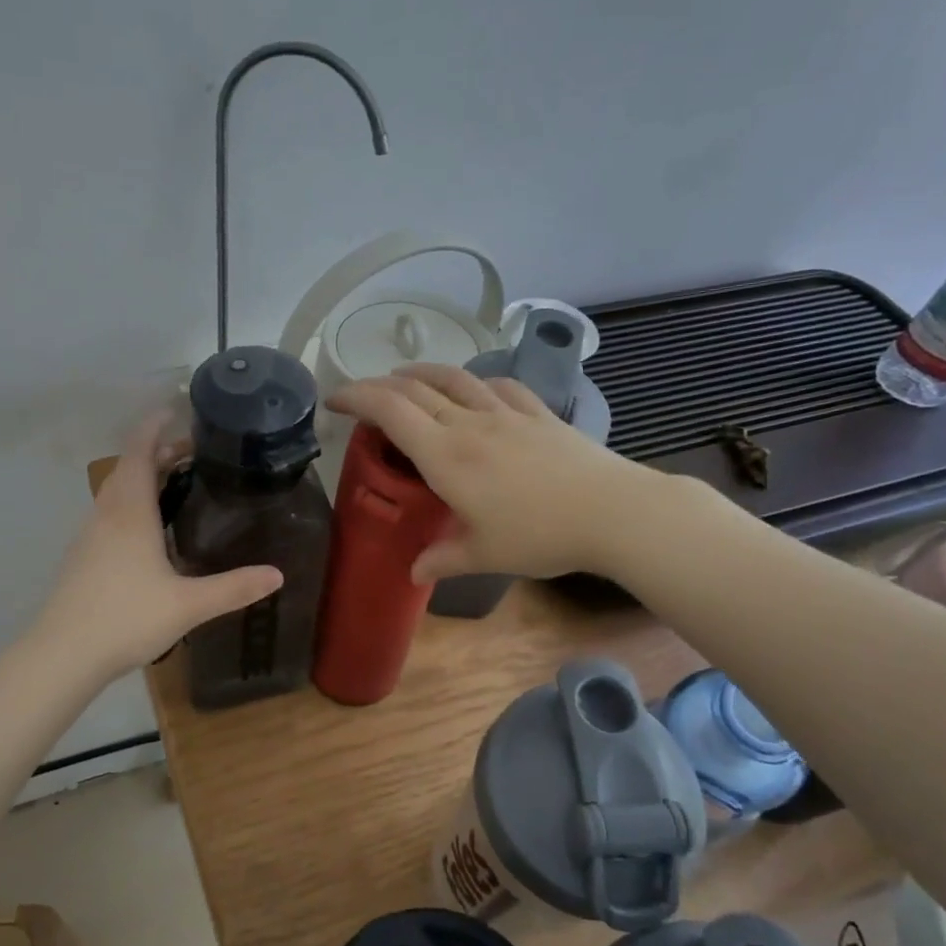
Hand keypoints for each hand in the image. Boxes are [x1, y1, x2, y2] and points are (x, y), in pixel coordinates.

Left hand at [36, 415, 282, 680]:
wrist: (62, 655)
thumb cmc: (125, 618)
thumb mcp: (188, 604)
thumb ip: (234, 588)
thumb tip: (278, 575)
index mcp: (130, 512)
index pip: (139, 451)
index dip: (155, 427)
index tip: (177, 410)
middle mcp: (107, 514)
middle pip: (129, 467)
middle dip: (158, 452)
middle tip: (195, 452)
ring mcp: (90, 535)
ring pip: (117, 490)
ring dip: (143, 476)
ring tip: (177, 482)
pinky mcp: (83, 556)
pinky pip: (110, 512)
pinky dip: (132, 502)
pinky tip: (151, 529)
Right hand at [327, 364, 640, 582]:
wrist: (612, 512)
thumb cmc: (540, 535)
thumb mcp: (484, 554)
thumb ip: (443, 558)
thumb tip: (414, 573)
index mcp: (445, 455)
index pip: (389, 410)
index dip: (355, 396)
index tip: (333, 400)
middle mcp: (469, 423)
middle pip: (415, 389)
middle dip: (379, 385)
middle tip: (361, 395)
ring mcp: (506, 413)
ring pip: (454, 378)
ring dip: (422, 373)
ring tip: (405, 377)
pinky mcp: (537, 413)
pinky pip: (498, 386)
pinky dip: (475, 382)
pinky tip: (475, 388)